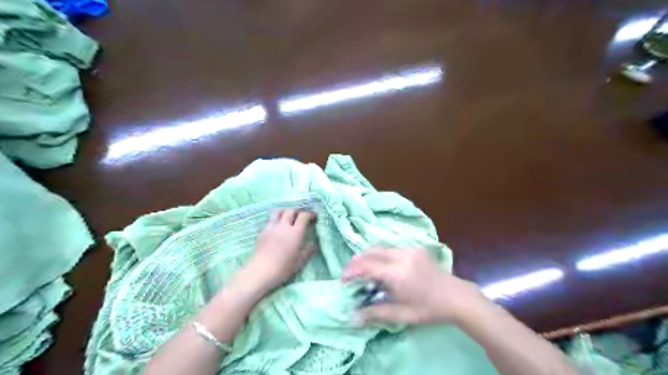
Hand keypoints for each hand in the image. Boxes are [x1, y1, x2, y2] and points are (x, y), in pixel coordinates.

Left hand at [241, 210, 315, 291]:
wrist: (261, 271)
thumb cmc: (282, 268)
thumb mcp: (299, 262)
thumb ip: (307, 252)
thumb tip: (313, 246)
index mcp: (295, 233)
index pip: (303, 216)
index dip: (309, 214)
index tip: (313, 217)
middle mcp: (283, 226)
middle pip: (290, 211)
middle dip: (297, 212)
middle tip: (300, 217)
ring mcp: (271, 228)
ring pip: (278, 212)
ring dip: (285, 212)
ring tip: (287, 218)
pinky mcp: (262, 232)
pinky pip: (271, 221)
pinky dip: (276, 221)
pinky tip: (277, 229)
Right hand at [341, 247, 483, 322]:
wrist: (456, 297)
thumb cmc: (429, 309)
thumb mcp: (402, 314)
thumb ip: (375, 313)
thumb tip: (352, 317)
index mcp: (398, 272)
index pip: (367, 265)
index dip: (352, 270)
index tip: (343, 280)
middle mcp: (402, 255)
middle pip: (371, 251)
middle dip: (357, 261)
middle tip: (350, 274)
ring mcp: (409, 249)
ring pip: (381, 247)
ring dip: (368, 256)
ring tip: (362, 270)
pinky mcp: (414, 248)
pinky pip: (391, 249)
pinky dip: (380, 255)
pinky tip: (381, 267)